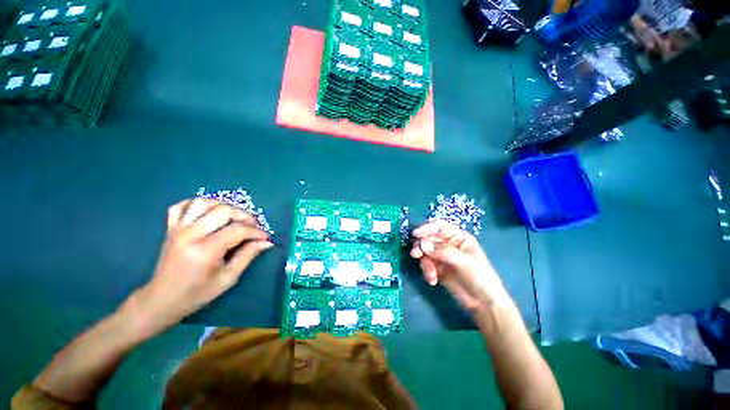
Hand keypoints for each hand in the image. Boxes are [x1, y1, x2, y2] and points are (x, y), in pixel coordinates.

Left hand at [125, 198, 272, 335]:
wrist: (162, 299)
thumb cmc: (198, 293)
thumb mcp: (228, 278)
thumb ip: (248, 255)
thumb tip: (266, 242)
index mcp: (204, 251)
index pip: (237, 230)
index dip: (256, 232)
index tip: (265, 237)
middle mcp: (190, 235)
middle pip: (223, 210)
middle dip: (244, 216)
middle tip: (253, 226)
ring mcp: (178, 229)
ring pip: (203, 202)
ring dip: (224, 206)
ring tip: (235, 217)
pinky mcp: (171, 228)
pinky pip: (182, 206)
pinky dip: (198, 204)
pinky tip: (210, 211)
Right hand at [410, 221, 512, 312]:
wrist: (484, 304)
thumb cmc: (481, 277)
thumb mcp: (464, 262)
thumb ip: (443, 252)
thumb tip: (423, 244)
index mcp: (458, 237)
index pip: (440, 227)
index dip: (427, 228)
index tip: (416, 234)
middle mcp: (448, 244)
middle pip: (429, 238)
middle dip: (421, 246)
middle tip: (415, 254)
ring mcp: (441, 256)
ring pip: (425, 252)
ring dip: (425, 263)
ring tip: (431, 274)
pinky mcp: (437, 268)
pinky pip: (426, 265)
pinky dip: (427, 271)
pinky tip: (433, 280)